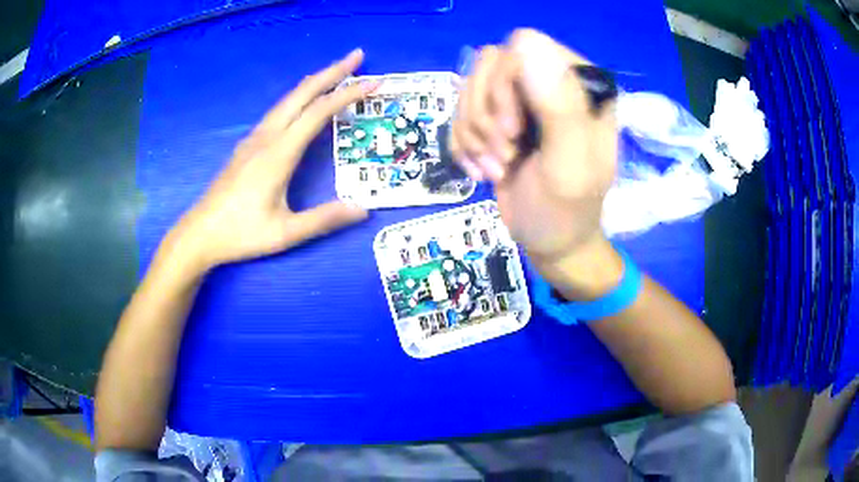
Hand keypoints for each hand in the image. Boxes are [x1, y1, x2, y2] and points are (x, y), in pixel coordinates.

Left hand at [163, 49, 376, 273]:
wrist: (200, 233)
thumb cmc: (240, 234)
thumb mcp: (285, 233)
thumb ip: (324, 219)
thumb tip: (363, 210)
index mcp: (278, 153)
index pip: (318, 112)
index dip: (347, 94)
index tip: (373, 82)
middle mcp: (266, 137)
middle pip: (302, 93)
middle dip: (332, 71)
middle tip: (357, 56)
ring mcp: (254, 138)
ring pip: (288, 99)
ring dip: (315, 81)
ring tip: (338, 73)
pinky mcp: (248, 145)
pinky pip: (279, 110)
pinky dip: (300, 97)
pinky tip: (306, 102)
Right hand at [451, 30, 621, 297]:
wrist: (549, 242)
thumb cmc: (566, 211)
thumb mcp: (568, 165)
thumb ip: (558, 105)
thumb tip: (527, 39)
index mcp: (581, 83)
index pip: (525, 47)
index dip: (505, 86)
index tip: (512, 133)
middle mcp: (551, 81)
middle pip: (489, 64)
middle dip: (486, 115)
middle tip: (504, 155)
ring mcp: (522, 98)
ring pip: (470, 87)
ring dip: (472, 132)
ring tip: (495, 167)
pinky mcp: (499, 117)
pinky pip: (460, 111)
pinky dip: (463, 144)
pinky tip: (481, 170)